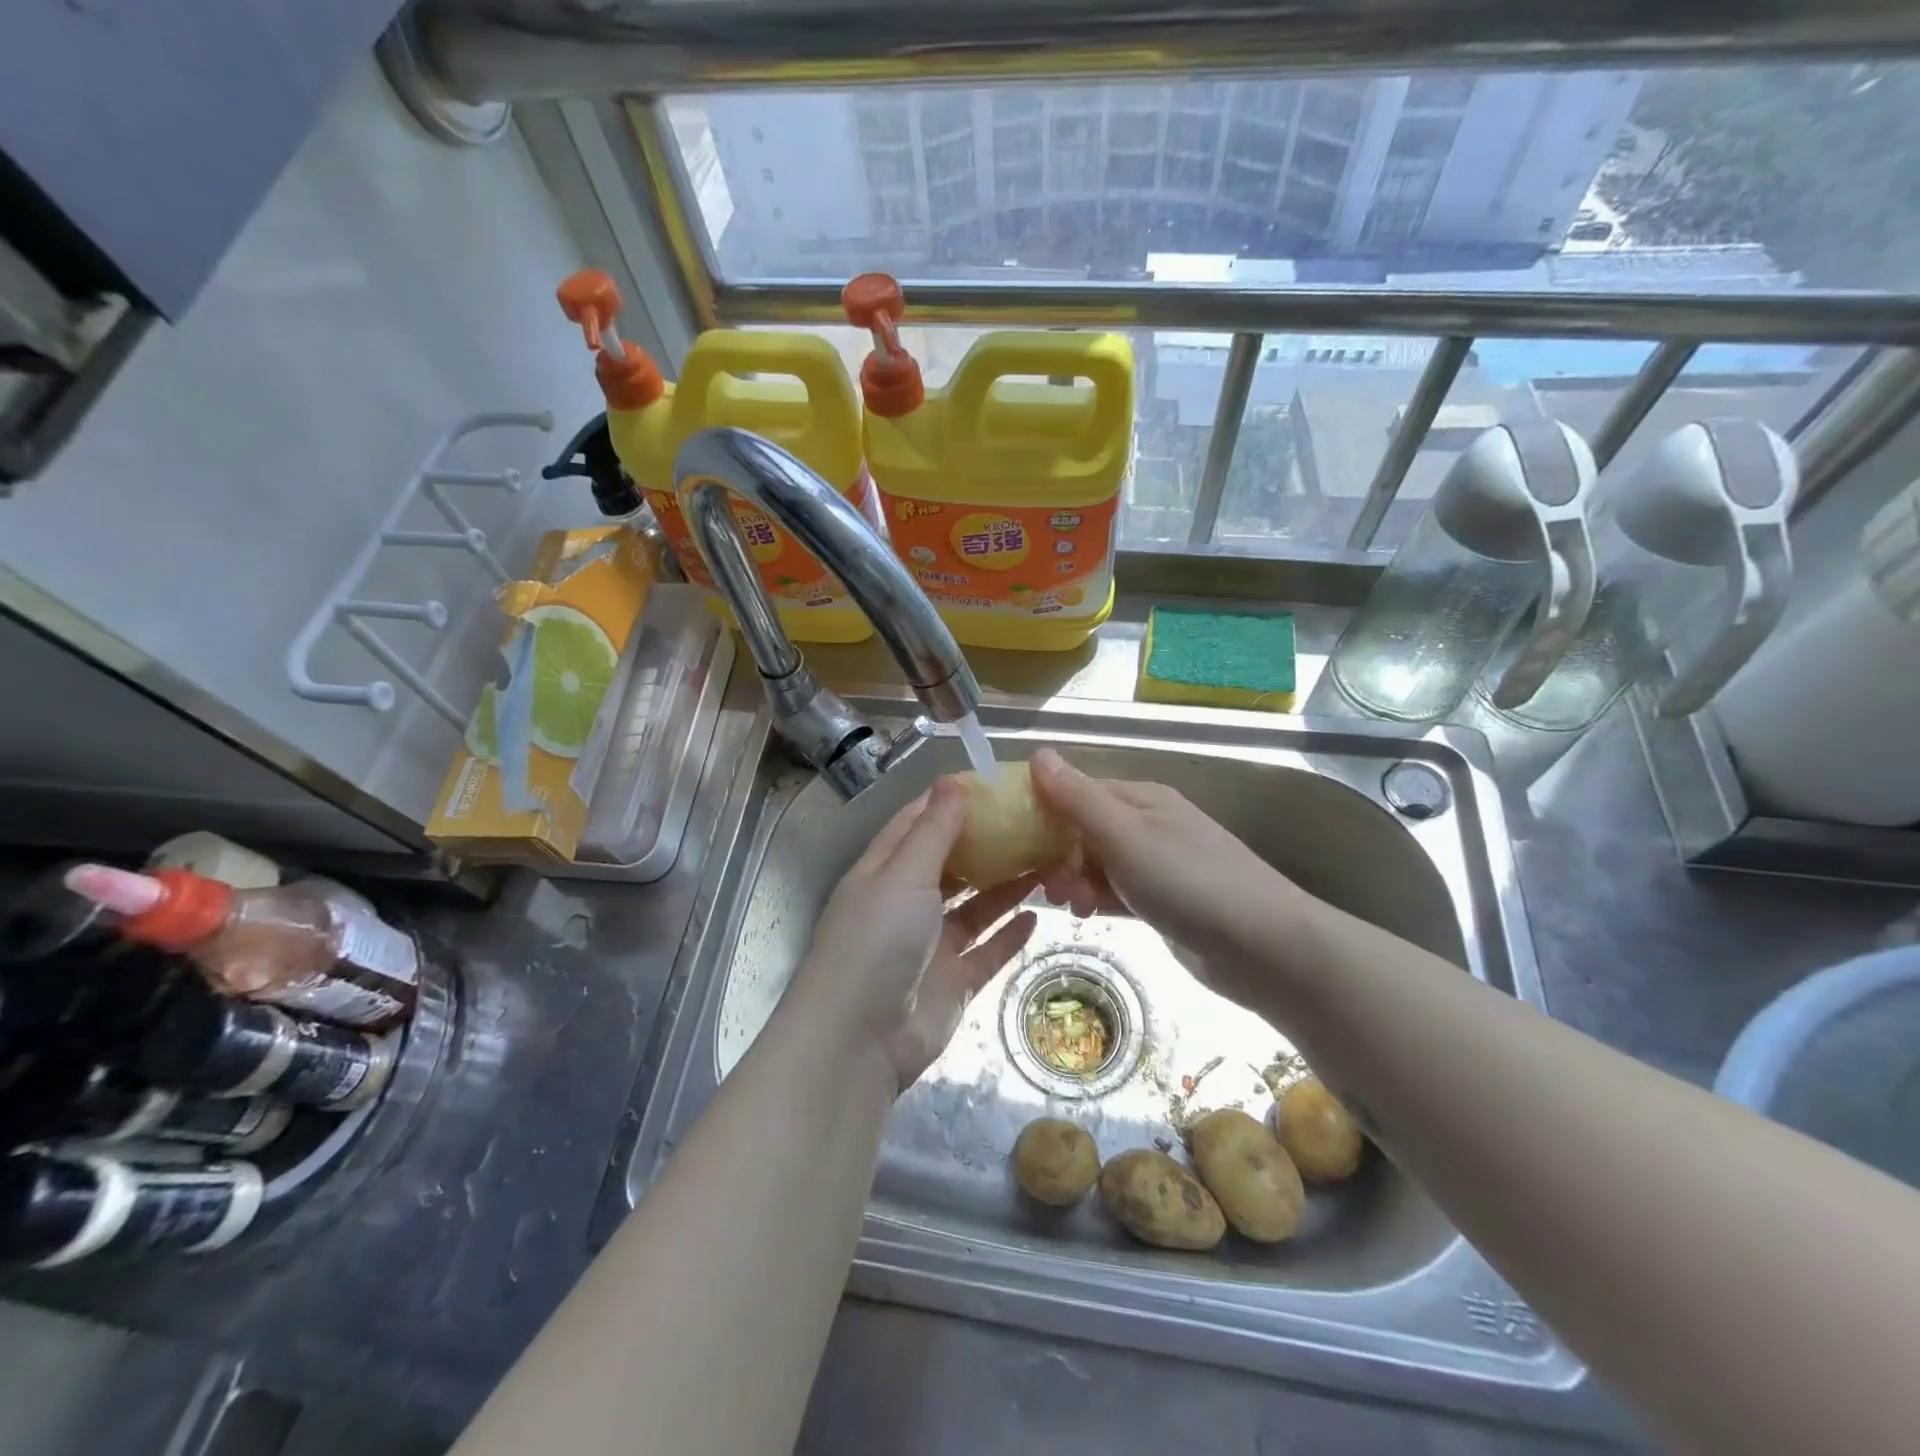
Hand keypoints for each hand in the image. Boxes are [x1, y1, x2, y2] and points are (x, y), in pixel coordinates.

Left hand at [795, 777, 1038, 1091]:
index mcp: (884, 872)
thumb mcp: (903, 875)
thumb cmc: (876, 941)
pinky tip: (1037, 916)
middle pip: (951, 865)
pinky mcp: (952, 983)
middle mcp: (906, 904)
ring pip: (974, 908)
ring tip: (1046, 862)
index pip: (917, 824)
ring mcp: (930, 945)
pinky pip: (986, 952)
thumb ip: (933, 831)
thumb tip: (953, 780)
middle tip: (1032, 823)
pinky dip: (1009, 935)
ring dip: (1005, 887)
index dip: (950, 803)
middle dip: (987, 845)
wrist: (859, 1041)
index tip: (992, 784)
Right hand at [1027, 748, 1306, 992]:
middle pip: (1085, 829)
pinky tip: (1088, 915)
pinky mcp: (1164, 900)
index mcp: (1141, 799)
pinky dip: (1098, 898)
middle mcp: (1148, 824)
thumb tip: (1037, 752)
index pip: (1078, 791)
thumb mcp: (1125, 837)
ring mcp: (1158, 864)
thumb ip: (1078, 798)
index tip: (1014, 839)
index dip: (1044, 811)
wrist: (1266, 948)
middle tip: (1048, 887)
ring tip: (1071, 906)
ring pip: (1098, 862)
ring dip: (1075, 879)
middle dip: (1058, 854)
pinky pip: (1117, 890)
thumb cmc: (1190, 883)